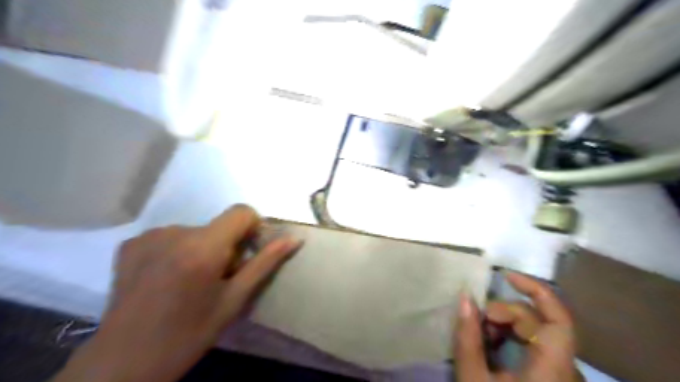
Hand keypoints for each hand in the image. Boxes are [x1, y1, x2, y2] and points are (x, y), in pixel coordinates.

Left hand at [53, 208, 304, 381]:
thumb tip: (294, 239)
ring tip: (191, 281)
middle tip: (219, 278)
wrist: (123, 363)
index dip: (252, 228)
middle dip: (227, 245)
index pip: (241, 211)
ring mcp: (149, 236)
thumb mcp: (235, 299)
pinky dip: (178, 250)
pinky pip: (171, 236)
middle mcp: (175, 232)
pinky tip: (167, 278)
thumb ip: (265, 263)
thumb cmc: (189, 334)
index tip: (248, 254)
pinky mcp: (131, 243)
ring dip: (202, 248)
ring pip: (196, 231)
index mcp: (203, 247)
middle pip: (218, 225)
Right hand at [454, 273, 580, 381]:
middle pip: (539, 322)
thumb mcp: (473, 379)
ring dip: (505, 325)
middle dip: (504, 313)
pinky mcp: (550, 378)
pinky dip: (511, 338)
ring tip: (480, 334)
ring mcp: (559, 374)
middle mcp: (565, 369)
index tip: (505, 276)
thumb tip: (465, 297)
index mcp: (552, 369)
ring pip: (536, 333)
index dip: (535, 290)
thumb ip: (468, 338)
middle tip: (477, 320)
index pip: (558, 319)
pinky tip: (490, 345)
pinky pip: (535, 346)